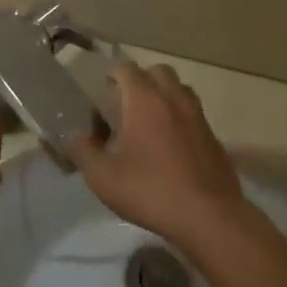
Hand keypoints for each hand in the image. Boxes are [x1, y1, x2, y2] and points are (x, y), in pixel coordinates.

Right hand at [70, 63, 247, 249]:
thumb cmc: (150, 191)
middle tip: (124, 107)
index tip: (101, 93)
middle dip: (140, 81)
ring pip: (179, 91)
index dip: (111, 76)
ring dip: (162, 98)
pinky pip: (193, 116)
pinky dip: (179, 121)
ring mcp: (198, 117)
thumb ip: (82, 151)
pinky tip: (169, 149)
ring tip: (146, 125)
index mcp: (145, 100)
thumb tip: (73, 136)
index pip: (126, 69)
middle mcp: (174, 99)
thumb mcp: (103, 176)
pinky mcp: (214, 139)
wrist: (209, 217)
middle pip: (157, 72)